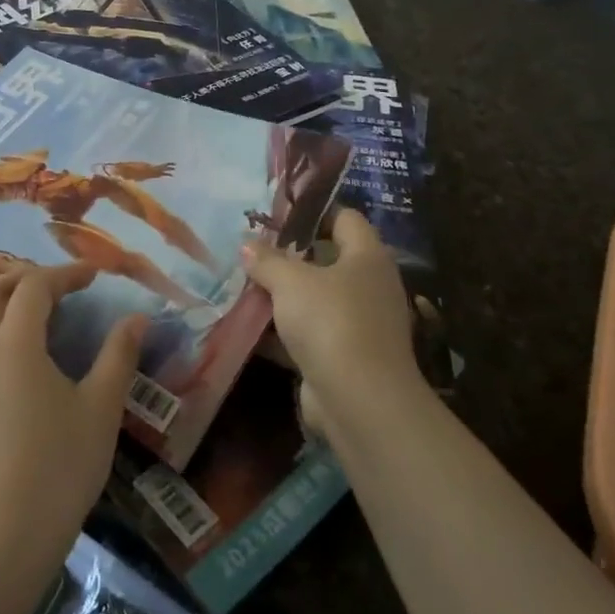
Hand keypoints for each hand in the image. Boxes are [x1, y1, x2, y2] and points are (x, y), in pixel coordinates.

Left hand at [0, 263, 147, 570]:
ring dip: (8, 297)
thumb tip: (137, 318)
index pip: (34, 286)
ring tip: (45, 305)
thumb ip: (118, 355)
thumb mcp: (100, 407)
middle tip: (66, 282)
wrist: (7, 534)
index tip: (97, 274)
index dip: (66, 273)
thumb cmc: (59, 464)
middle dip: (29, 276)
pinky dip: (0, 322)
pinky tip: (29, 346)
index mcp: (15, 343)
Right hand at [242, 208, 420, 440]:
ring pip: (316, 298)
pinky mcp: (346, 356)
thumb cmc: (330, 321)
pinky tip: (250, 326)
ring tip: (244, 285)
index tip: (275, 216)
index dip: (312, 213)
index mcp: (368, 256)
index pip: (345, 218)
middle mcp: (370, 286)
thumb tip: (248, 245)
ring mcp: (360, 323)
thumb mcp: (290, 281)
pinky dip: (284, 330)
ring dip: (284, 296)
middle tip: (253, 252)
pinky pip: (310, 332)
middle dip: (289, 257)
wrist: (360, 401)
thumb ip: (267, 260)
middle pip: (328, 258)